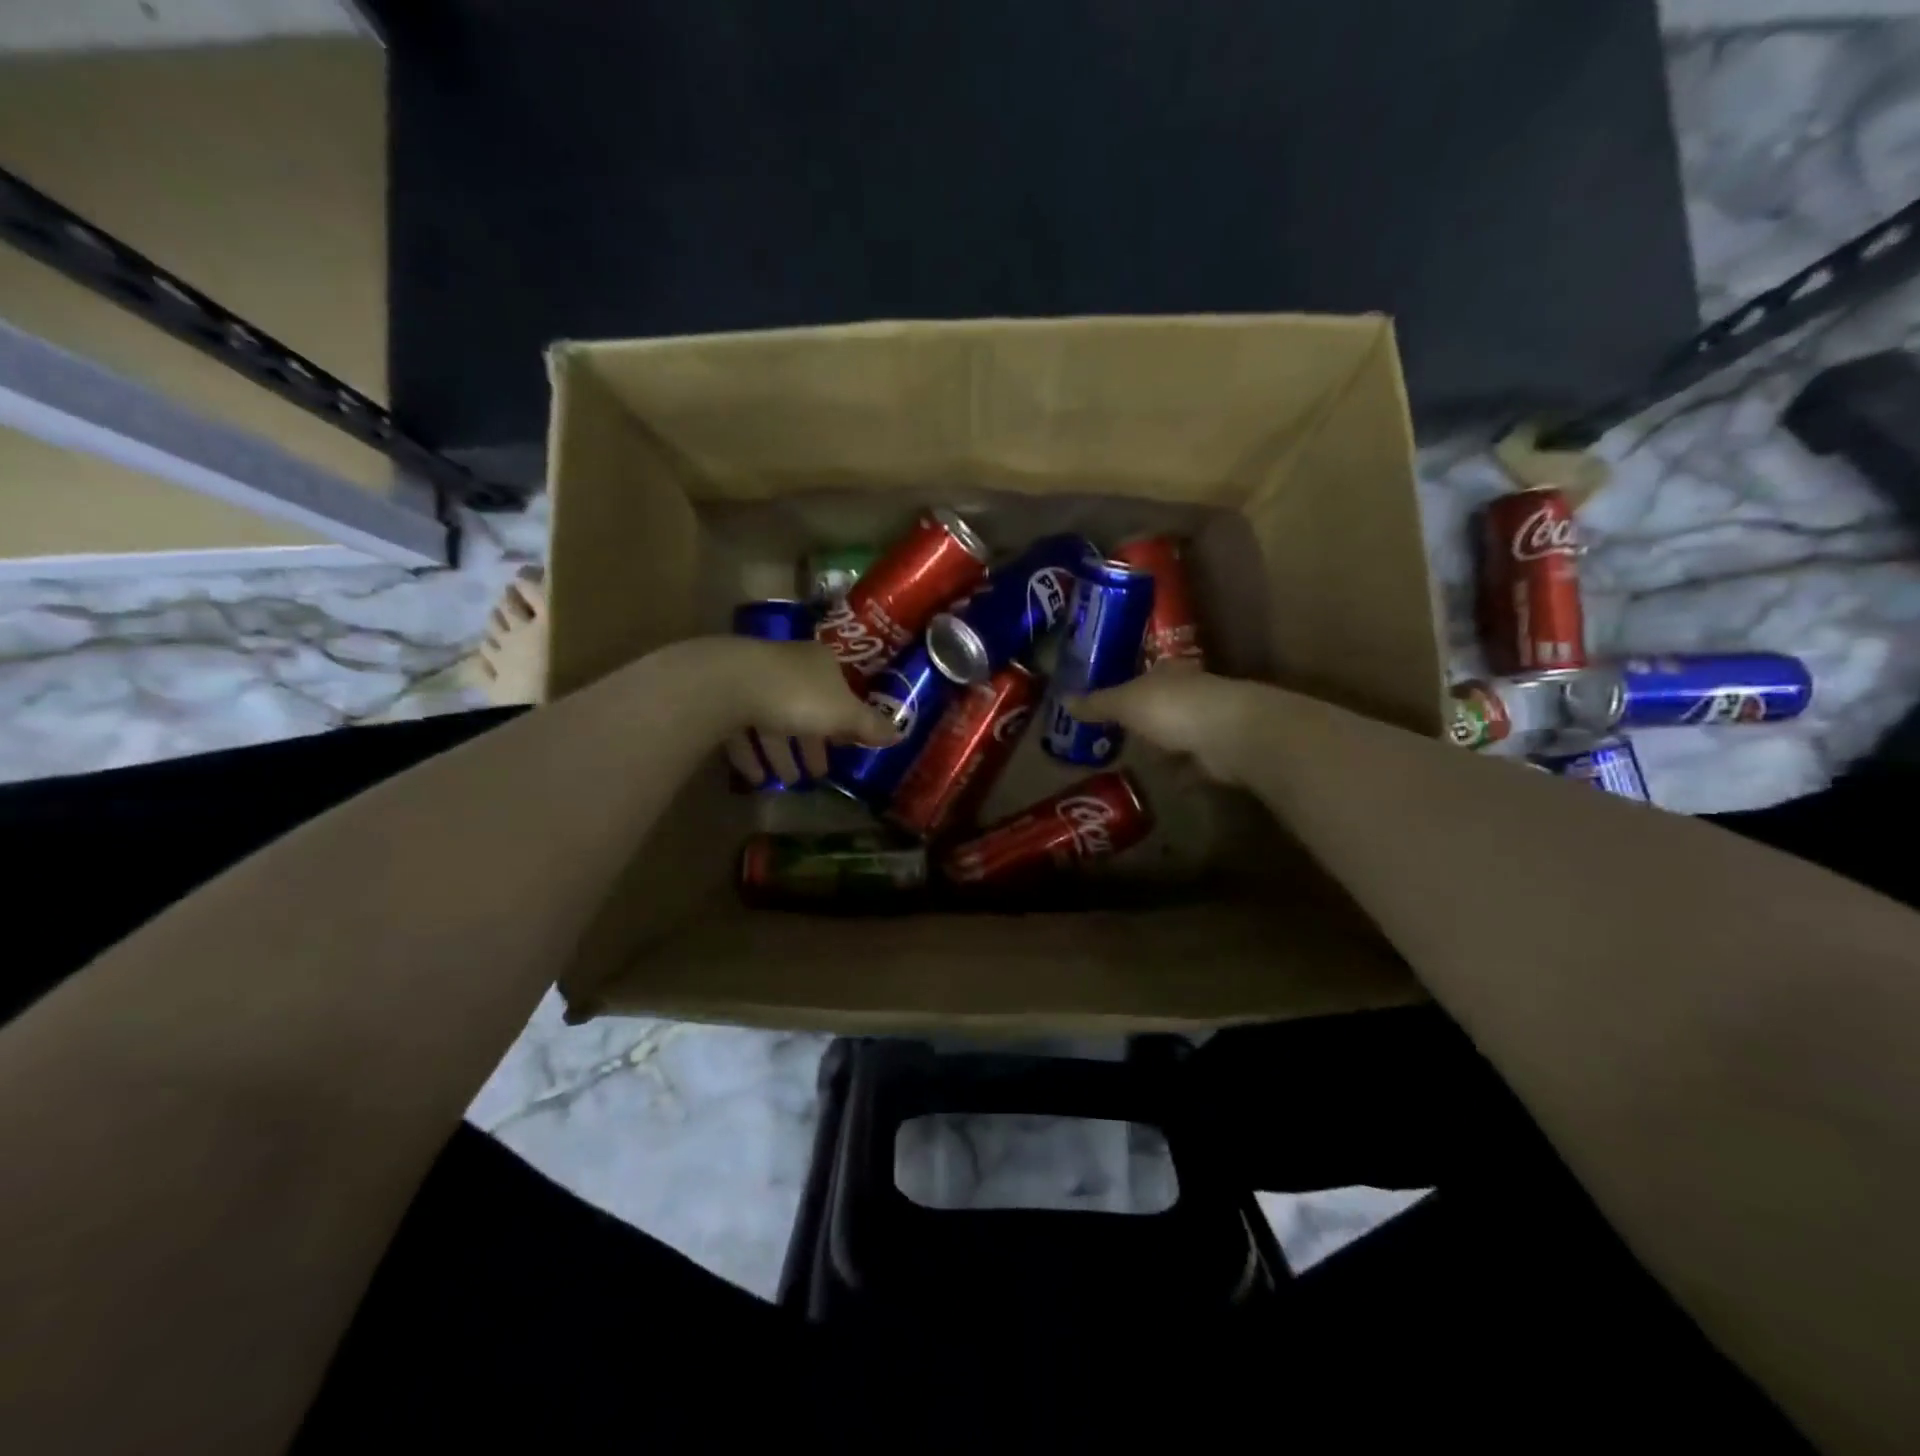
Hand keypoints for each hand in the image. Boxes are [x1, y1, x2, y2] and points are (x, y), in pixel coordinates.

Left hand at [707, 637, 900, 786]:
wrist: (730, 685)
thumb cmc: (798, 695)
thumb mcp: (843, 714)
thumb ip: (869, 726)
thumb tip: (900, 735)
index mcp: (820, 663)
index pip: (839, 691)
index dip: (845, 719)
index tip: (847, 746)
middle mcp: (787, 667)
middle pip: (806, 708)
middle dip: (812, 743)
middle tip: (819, 773)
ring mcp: (753, 681)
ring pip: (772, 721)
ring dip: (782, 753)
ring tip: (789, 783)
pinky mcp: (724, 699)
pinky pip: (742, 731)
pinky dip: (751, 755)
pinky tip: (758, 779)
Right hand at [1071, 665, 1260, 784]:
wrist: (1227, 735)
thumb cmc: (1171, 708)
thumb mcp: (1124, 703)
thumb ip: (1097, 704)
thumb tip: (1063, 700)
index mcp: (1168, 672)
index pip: (1147, 672)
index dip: (1130, 681)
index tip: (1114, 696)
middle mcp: (1191, 691)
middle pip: (1164, 701)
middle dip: (1147, 715)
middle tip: (1121, 731)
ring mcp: (1208, 721)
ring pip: (1180, 730)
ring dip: (1165, 743)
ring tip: (1139, 757)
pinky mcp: (1219, 752)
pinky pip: (1192, 761)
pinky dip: (1181, 769)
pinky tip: (1167, 780)